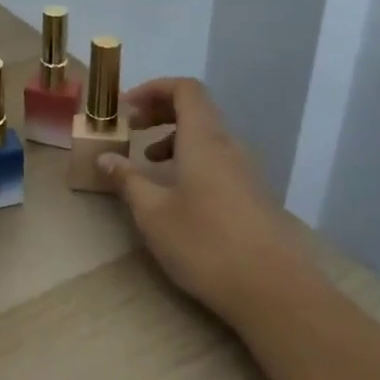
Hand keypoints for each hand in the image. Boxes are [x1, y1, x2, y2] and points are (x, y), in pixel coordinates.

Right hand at [99, 77, 307, 312]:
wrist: (274, 291)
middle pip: (197, 110)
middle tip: (131, 129)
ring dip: (174, 139)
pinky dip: (191, 161)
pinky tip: (176, 195)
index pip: (185, 89)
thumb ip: (127, 180)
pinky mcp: (253, 197)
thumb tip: (105, 158)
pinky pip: (218, 161)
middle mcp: (229, 147)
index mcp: (204, 140)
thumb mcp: (152, 213)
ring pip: (207, 138)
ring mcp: (246, 172)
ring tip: (148, 164)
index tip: (125, 108)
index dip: (154, 88)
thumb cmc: (205, 244)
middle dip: (160, 111)